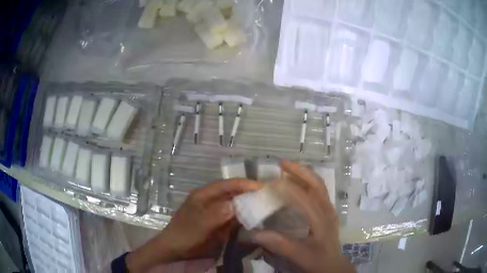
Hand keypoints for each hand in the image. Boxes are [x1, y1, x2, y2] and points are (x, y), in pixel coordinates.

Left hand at [126, 178, 260, 271]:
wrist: (176, 249)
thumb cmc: (185, 234)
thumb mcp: (198, 224)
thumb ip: (215, 214)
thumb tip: (234, 205)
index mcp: (204, 195)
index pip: (227, 184)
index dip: (244, 184)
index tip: (261, 187)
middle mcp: (212, 200)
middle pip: (234, 193)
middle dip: (250, 194)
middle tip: (268, 197)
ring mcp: (217, 212)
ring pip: (236, 205)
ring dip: (249, 206)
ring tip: (266, 208)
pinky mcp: (220, 223)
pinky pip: (235, 218)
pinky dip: (245, 219)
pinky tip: (255, 221)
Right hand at [252, 162, 353, 272]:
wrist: (333, 265)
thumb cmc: (317, 260)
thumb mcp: (299, 256)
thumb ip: (280, 245)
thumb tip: (256, 233)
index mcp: (321, 219)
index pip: (304, 197)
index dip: (286, 188)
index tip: (268, 184)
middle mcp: (327, 210)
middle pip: (316, 184)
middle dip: (299, 171)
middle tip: (282, 164)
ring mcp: (329, 209)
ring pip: (319, 185)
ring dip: (304, 174)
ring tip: (288, 169)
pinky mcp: (327, 212)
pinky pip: (319, 191)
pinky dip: (308, 182)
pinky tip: (297, 184)